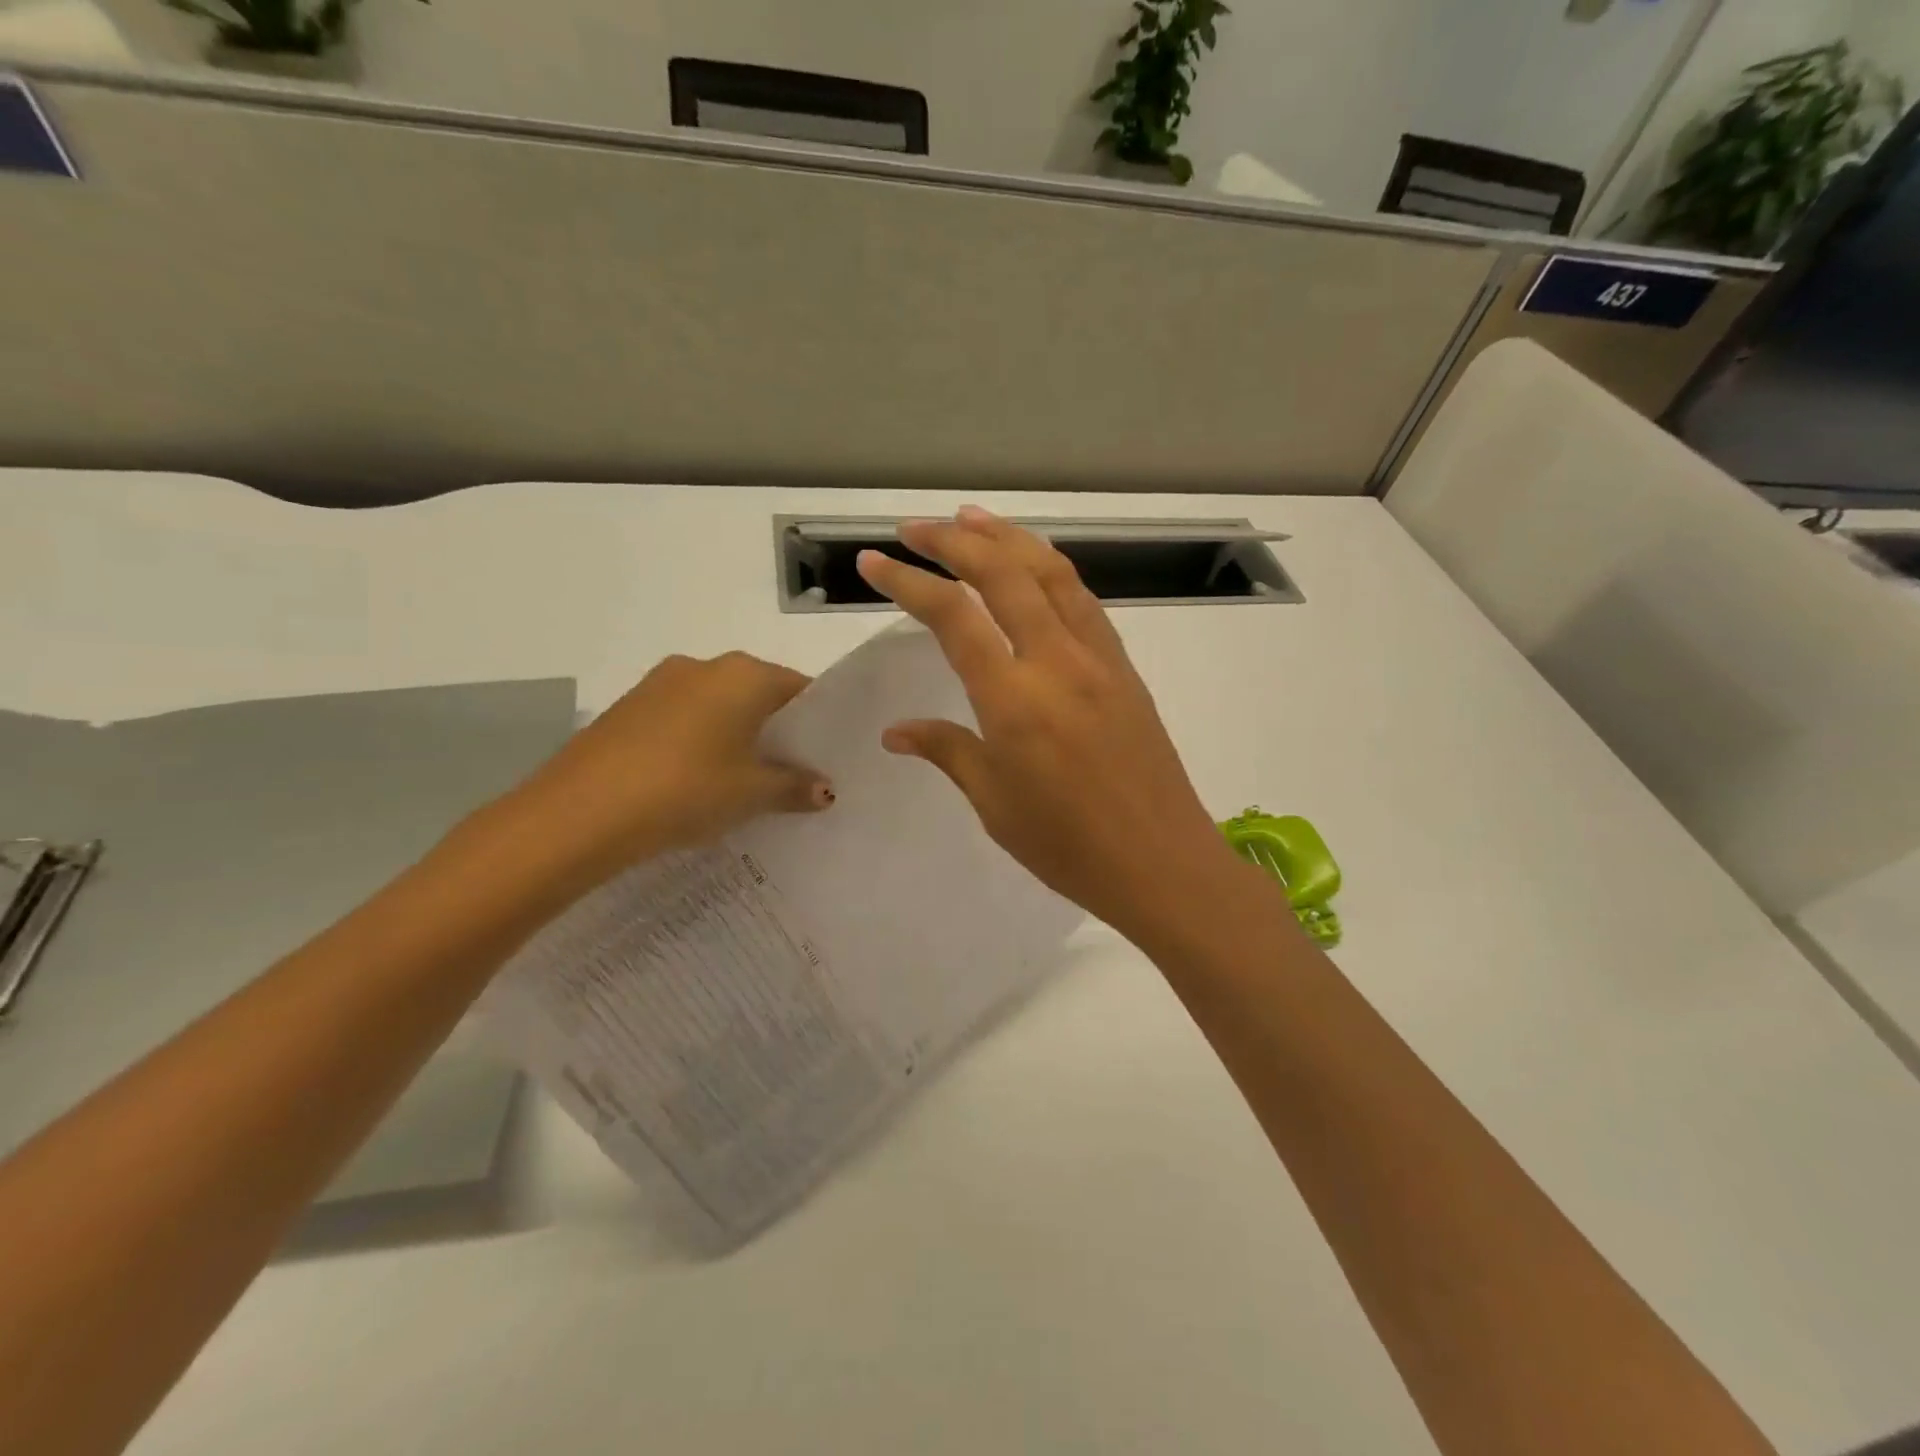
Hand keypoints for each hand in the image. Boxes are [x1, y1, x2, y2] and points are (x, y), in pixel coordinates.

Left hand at [493, 652, 833, 893]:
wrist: (578, 813)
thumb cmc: (685, 790)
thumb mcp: (751, 794)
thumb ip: (794, 787)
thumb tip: (825, 790)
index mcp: (743, 675)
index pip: (799, 688)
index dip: (818, 722)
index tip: (826, 756)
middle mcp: (704, 666)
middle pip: (758, 694)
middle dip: (777, 731)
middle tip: (793, 773)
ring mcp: (660, 684)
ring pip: (718, 706)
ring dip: (737, 736)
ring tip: (745, 782)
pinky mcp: (628, 708)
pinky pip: (683, 719)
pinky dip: (700, 742)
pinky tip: (697, 781)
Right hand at [856, 508, 1259, 946]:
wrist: (1161, 863)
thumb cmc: (1067, 846)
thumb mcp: (994, 803)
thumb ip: (947, 751)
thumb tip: (897, 730)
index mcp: (1013, 699)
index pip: (951, 617)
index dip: (907, 580)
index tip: (874, 560)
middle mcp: (1056, 662)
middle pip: (1002, 573)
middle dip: (954, 539)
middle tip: (916, 527)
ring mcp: (1098, 659)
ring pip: (1051, 572)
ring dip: (1008, 537)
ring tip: (971, 518)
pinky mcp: (1124, 668)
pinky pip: (1084, 600)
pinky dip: (1051, 569)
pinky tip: (1034, 566)